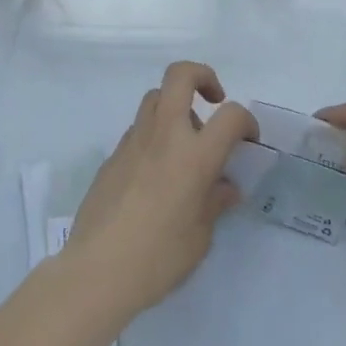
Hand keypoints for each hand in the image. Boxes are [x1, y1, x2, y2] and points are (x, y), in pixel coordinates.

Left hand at [65, 61, 257, 320]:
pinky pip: (139, 129)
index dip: (246, 121)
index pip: (231, 115)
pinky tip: (157, 172)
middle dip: (202, 76)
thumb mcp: (201, 237)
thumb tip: (226, 187)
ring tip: (185, 142)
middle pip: (180, 75)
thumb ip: (215, 203)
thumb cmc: (158, 257)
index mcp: (194, 155)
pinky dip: (155, 135)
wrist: (98, 269)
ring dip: (176, 106)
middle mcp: (164, 135)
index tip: (247, 141)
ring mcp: (134, 140)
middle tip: (213, 100)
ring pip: (155, 97)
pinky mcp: (113, 154)